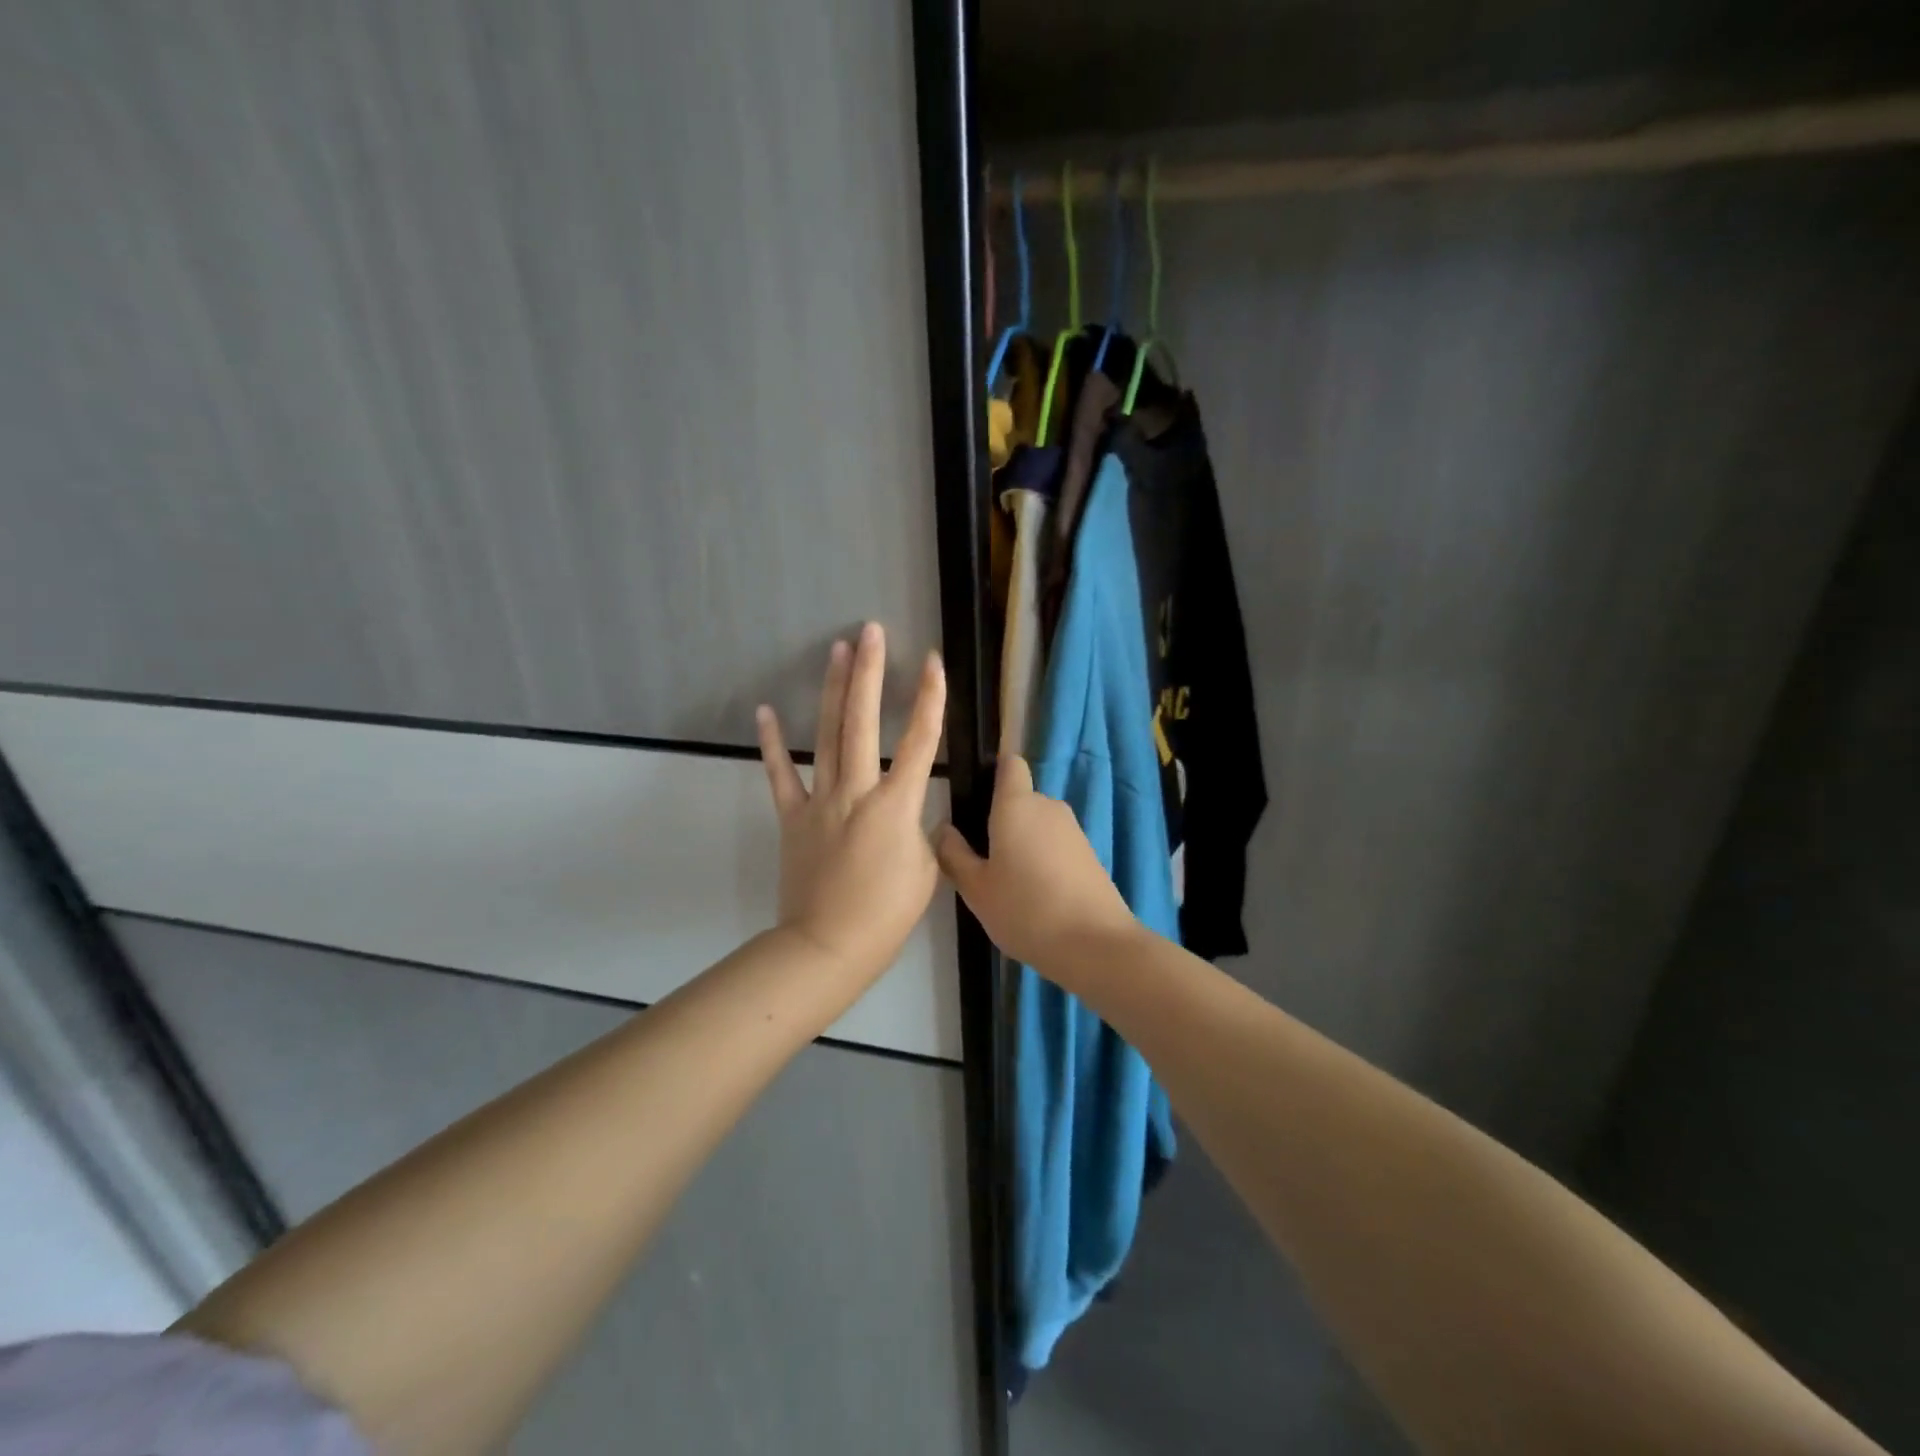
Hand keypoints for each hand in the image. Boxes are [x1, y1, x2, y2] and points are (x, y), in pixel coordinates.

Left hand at [756, 623, 945, 985]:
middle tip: (872, 631)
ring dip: (834, 690)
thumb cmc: (886, 915)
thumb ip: (920, 830)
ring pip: (828, 735)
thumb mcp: (926, 870)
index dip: (930, 698)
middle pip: (864, 721)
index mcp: (896, 805)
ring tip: (838, 650)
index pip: (919, 741)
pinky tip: (766, 710)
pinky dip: (772, 743)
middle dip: (871, 672)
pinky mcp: (792, 817)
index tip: (933, 661)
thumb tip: (912, 812)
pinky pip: (780, 775)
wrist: (827, 947)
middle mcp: (856, 790)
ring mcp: (820, 800)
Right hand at [934, 755, 1136, 972]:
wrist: (1095, 945)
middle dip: (999, 820)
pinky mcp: (1089, 854)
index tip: (974, 796)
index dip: (992, 771)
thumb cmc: (1025, 910)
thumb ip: (954, 855)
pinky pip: (1055, 845)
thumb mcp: (976, 889)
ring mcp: (1073, 830)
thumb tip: (944, 829)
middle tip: (979, 859)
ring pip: (1037, 825)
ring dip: (1021, 843)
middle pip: (1020, 799)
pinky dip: (1042, 860)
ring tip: (1005, 884)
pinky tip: (1033, 897)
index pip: (1009, 763)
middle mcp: (1048, 806)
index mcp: (1017, 804)